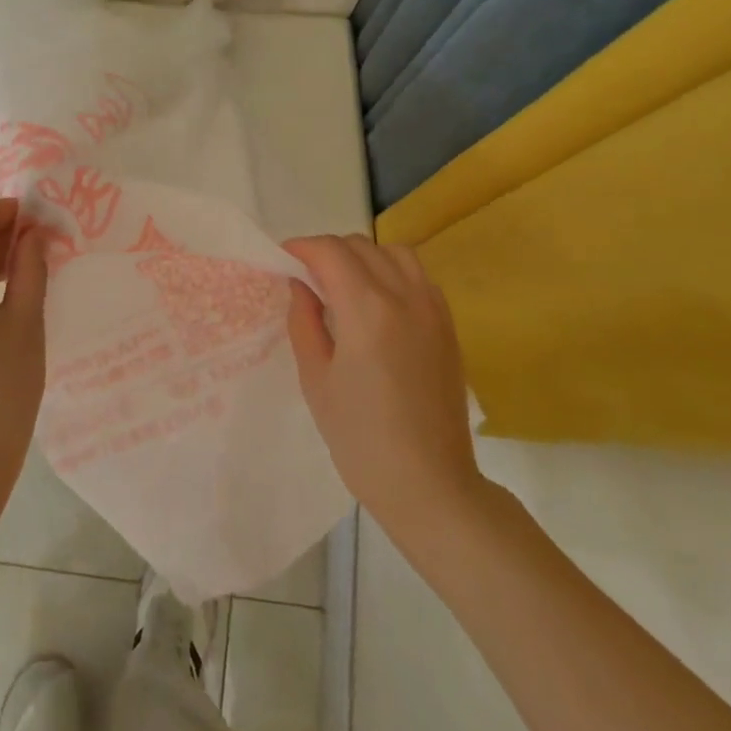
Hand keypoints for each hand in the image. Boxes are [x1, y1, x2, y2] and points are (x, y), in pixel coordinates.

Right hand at [282, 234, 483, 537]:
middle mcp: (404, 296)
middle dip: (327, 251)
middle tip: (305, 276)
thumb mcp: (317, 380)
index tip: (282, 257)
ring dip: (363, 256)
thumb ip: (305, 322)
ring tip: (342, 283)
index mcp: (367, 310)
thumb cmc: (361, 439)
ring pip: (394, 253)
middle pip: (360, 246)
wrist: (430, 484)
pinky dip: (391, 271)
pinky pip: (417, 276)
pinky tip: (376, 302)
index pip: (330, 252)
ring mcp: (433, 308)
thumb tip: (300, 285)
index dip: (301, 247)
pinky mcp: (448, 325)